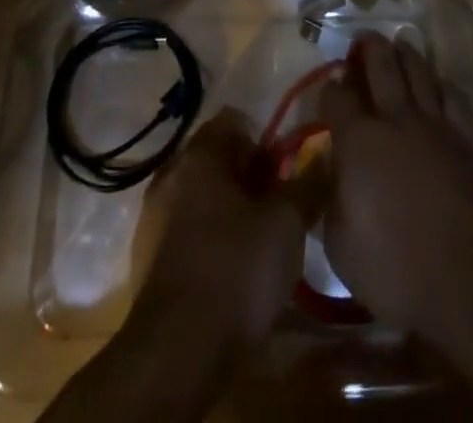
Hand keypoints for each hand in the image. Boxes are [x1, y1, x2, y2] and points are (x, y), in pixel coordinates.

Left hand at [134, 110, 304, 342]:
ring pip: (200, 195)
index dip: (264, 142)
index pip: (234, 122)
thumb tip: (324, 156)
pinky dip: (207, 238)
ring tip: (256, 243)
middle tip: (276, 209)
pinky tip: (228, 270)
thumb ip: (307, 184)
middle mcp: (170, 173)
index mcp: (199, 154)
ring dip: (227, 209)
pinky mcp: (147, 256)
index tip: (283, 174)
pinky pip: (184, 229)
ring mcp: (153, 216)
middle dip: (247, 177)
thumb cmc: (237, 269)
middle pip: (216, 158)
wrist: (178, 350)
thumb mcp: (286, 224)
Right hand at [316, 33, 472, 340]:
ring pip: (418, 70)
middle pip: (380, 64)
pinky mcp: (466, 139)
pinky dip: (442, 84)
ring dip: (405, 54)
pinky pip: (453, 96)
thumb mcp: (340, 246)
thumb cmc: (396, 269)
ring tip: (398, 45)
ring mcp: (434, 124)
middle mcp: (394, 119)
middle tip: (362, 41)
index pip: (336, 97)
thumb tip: (335, 180)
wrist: (470, 281)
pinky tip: (438, 84)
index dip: (328, 91)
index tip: (327, 97)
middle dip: (368, 48)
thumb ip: (332, 201)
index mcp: (358, 140)